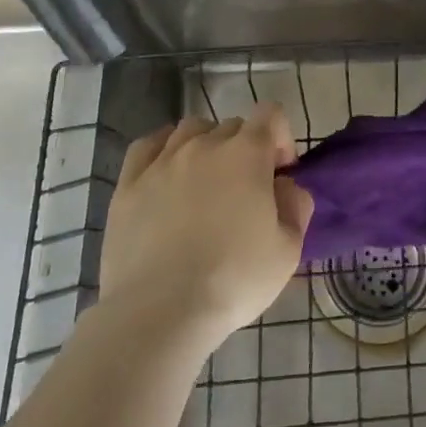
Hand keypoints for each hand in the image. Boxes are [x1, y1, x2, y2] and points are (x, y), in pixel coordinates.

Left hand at [97, 103, 313, 355]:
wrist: (160, 312)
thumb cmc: (233, 279)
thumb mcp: (288, 250)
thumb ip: (297, 206)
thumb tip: (286, 187)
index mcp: (248, 153)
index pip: (270, 114)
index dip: (281, 137)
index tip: (280, 173)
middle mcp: (205, 144)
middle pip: (232, 126)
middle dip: (245, 149)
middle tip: (245, 190)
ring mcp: (163, 160)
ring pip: (191, 130)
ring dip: (206, 146)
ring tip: (205, 182)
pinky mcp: (128, 183)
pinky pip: (148, 146)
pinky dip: (163, 150)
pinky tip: (166, 172)